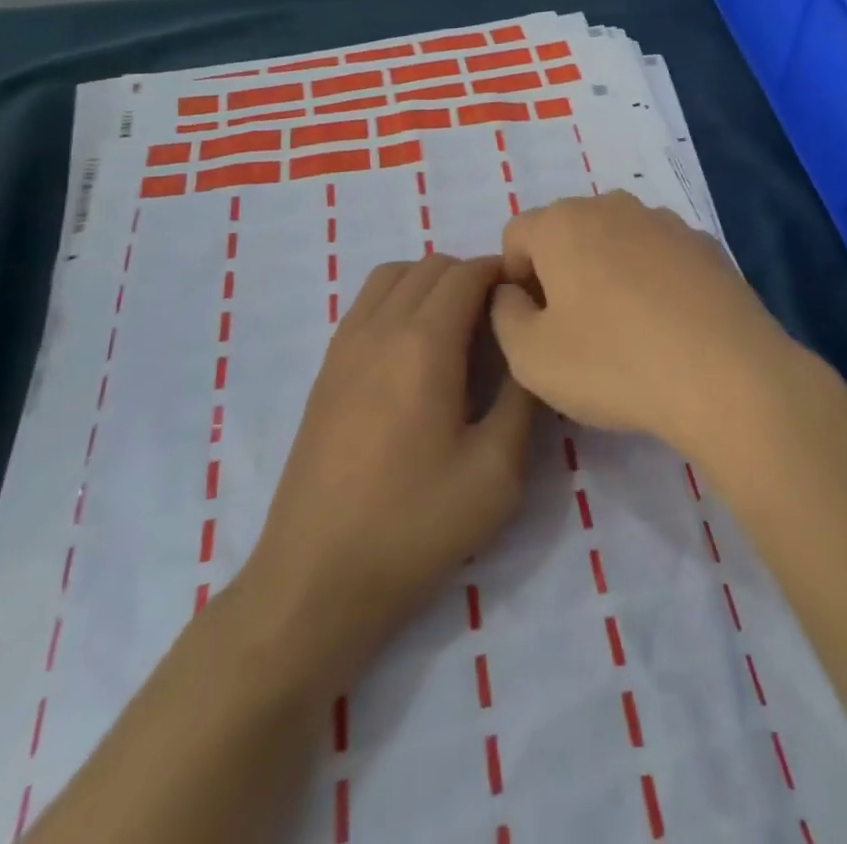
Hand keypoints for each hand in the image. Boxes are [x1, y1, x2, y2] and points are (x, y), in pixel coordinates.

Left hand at [233, 254, 535, 693]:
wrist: (316, 580)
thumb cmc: (415, 524)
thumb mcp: (498, 469)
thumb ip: (523, 396)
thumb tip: (530, 348)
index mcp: (423, 343)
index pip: (468, 273)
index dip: (504, 273)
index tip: (529, 299)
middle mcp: (379, 328)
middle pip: (431, 266)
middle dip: (473, 276)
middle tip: (501, 321)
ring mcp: (344, 346)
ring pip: (392, 276)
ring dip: (431, 283)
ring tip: (458, 329)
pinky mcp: (325, 371)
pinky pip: (366, 304)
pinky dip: (398, 300)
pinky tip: (416, 353)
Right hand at [489, 192, 801, 454]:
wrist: (727, 373)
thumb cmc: (614, 362)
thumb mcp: (530, 357)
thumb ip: (504, 315)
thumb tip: (513, 293)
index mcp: (563, 222)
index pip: (517, 235)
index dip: (516, 280)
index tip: (535, 324)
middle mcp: (613, 205)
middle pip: (569, 233)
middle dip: (562, 272)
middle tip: (576, 330)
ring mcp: (666, 221)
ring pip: (617, 241)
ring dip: (609, 273)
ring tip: (627, 330)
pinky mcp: (706, 244)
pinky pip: (660, 256)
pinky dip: (653, 280)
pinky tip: (669, 327)